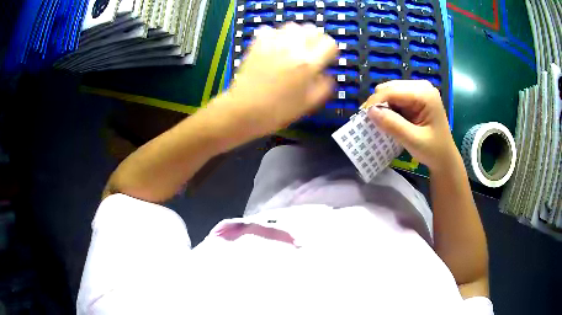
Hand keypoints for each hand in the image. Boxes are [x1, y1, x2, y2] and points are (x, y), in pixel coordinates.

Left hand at [219, 23, 337, 136]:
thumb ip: (325, 85)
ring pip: (293, 26)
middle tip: (310, 53)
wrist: (245, 110)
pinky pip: (270, 29)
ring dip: (296, 35)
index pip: (329, 43)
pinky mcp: (257, 43)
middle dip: (315, 40)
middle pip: (312, 29)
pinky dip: (275, 35)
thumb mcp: (309, 103)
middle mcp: (292, 47)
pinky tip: (274, 47)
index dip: (330, 51)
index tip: (325, 60)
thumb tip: (327, 74)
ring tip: (292, 48)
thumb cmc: (278, 111)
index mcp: (308, 63)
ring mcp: (273, 43)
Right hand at [364, 80, 456, 171]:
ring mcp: (418, 91)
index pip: (393, 91)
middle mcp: (421, 86)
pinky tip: (388, 119)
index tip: (363, 116)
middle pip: (390, 88)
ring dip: (382, 106)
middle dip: (378, 103)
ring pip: (389, 91)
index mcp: (425, 94)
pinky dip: (388, 108)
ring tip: (379, 122)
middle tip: (370, 121)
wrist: (444, 158)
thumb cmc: (433, 151)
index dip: (376, 101)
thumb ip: (393, 125)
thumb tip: (369, 111)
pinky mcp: (414, 97)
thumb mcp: (413, 140)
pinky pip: (394, 98)